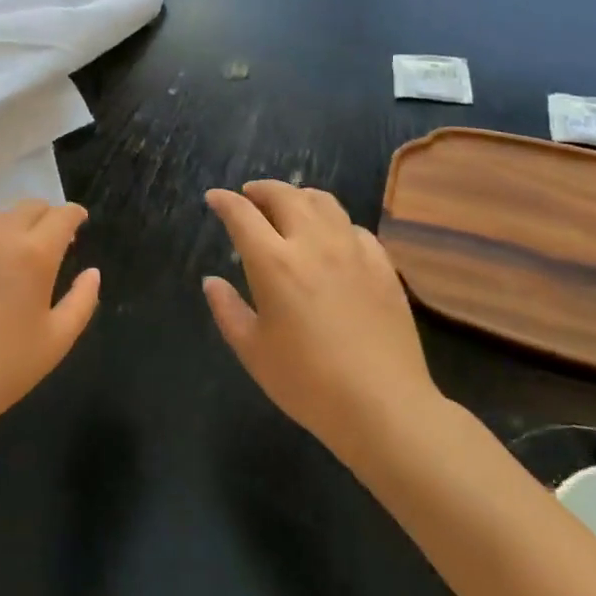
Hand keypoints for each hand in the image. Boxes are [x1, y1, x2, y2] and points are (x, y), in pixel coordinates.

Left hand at [0, 201, 100, 429]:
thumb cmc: (8, 365)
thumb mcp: (59, 338)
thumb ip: (83, 299)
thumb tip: (92, 272)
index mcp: (35, 252)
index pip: (62, 215)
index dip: (75, 215)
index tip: (79, 224)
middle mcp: (1, 234)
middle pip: (31, 206)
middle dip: (47, 217)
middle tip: (50, 241)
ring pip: (0, 215)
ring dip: (15, 226)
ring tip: (14, 254)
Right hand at [203, 181, 441, 465]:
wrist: (384, 406)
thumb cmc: (308, 383)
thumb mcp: (253, 352)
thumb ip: (227, 310)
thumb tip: (212, 281)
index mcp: (274, 263)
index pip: (242, 215)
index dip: (224, 201)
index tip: (214, 197)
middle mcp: (312, 243)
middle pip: (285, 195)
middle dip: (261, 189)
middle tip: (249, 195)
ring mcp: (352, 250)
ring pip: (323, 202)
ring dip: (298, 196)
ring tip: (289, 205)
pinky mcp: (382, 265)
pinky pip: (354, 227)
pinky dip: (334, 222)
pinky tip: (332, 237)